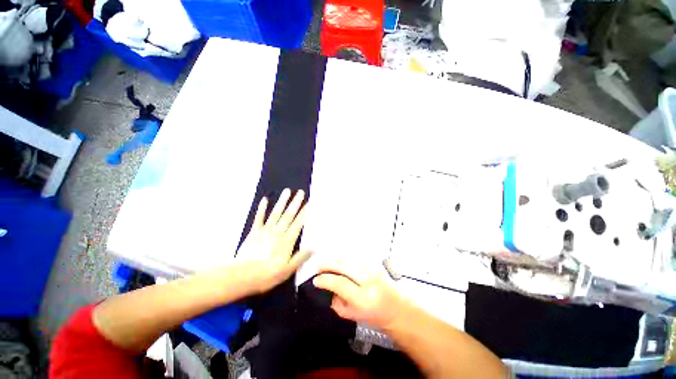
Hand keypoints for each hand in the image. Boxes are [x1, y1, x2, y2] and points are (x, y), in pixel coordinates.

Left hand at [236, 189, 311, 294]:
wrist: (242, 276)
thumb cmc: (268, 275)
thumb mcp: (288, 270)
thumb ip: (301, 257)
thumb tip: (313, 247)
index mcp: (287, 241)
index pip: (299, 223)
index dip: (305, 213)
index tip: (310, 203)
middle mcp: (278, 232)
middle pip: (289, 215)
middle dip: (296, 203)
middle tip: (301, 192)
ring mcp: (265, 230)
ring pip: (276, 213)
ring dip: (282, 201)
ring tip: (287, 191)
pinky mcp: (254, 232)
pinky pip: (259, 218)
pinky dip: (262, 209)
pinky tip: (264, 200)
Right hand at [313, 261, 405, 328]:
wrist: (397, 308)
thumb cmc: (375, 315)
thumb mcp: (353, 316)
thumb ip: (337, 304)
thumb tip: (328, 288)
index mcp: (364, 298)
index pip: (340, 283)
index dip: (325, 280)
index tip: (316, 280)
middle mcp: (369, 280)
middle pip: (344, 265)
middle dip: (328, 264)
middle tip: (318, 267)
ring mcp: (373, 268)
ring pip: (349, 258)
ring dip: (335, 259)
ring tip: (326, 263)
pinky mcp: (375, 263)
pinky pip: (356, 257)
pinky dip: (345, 257)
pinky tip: (338, 260)